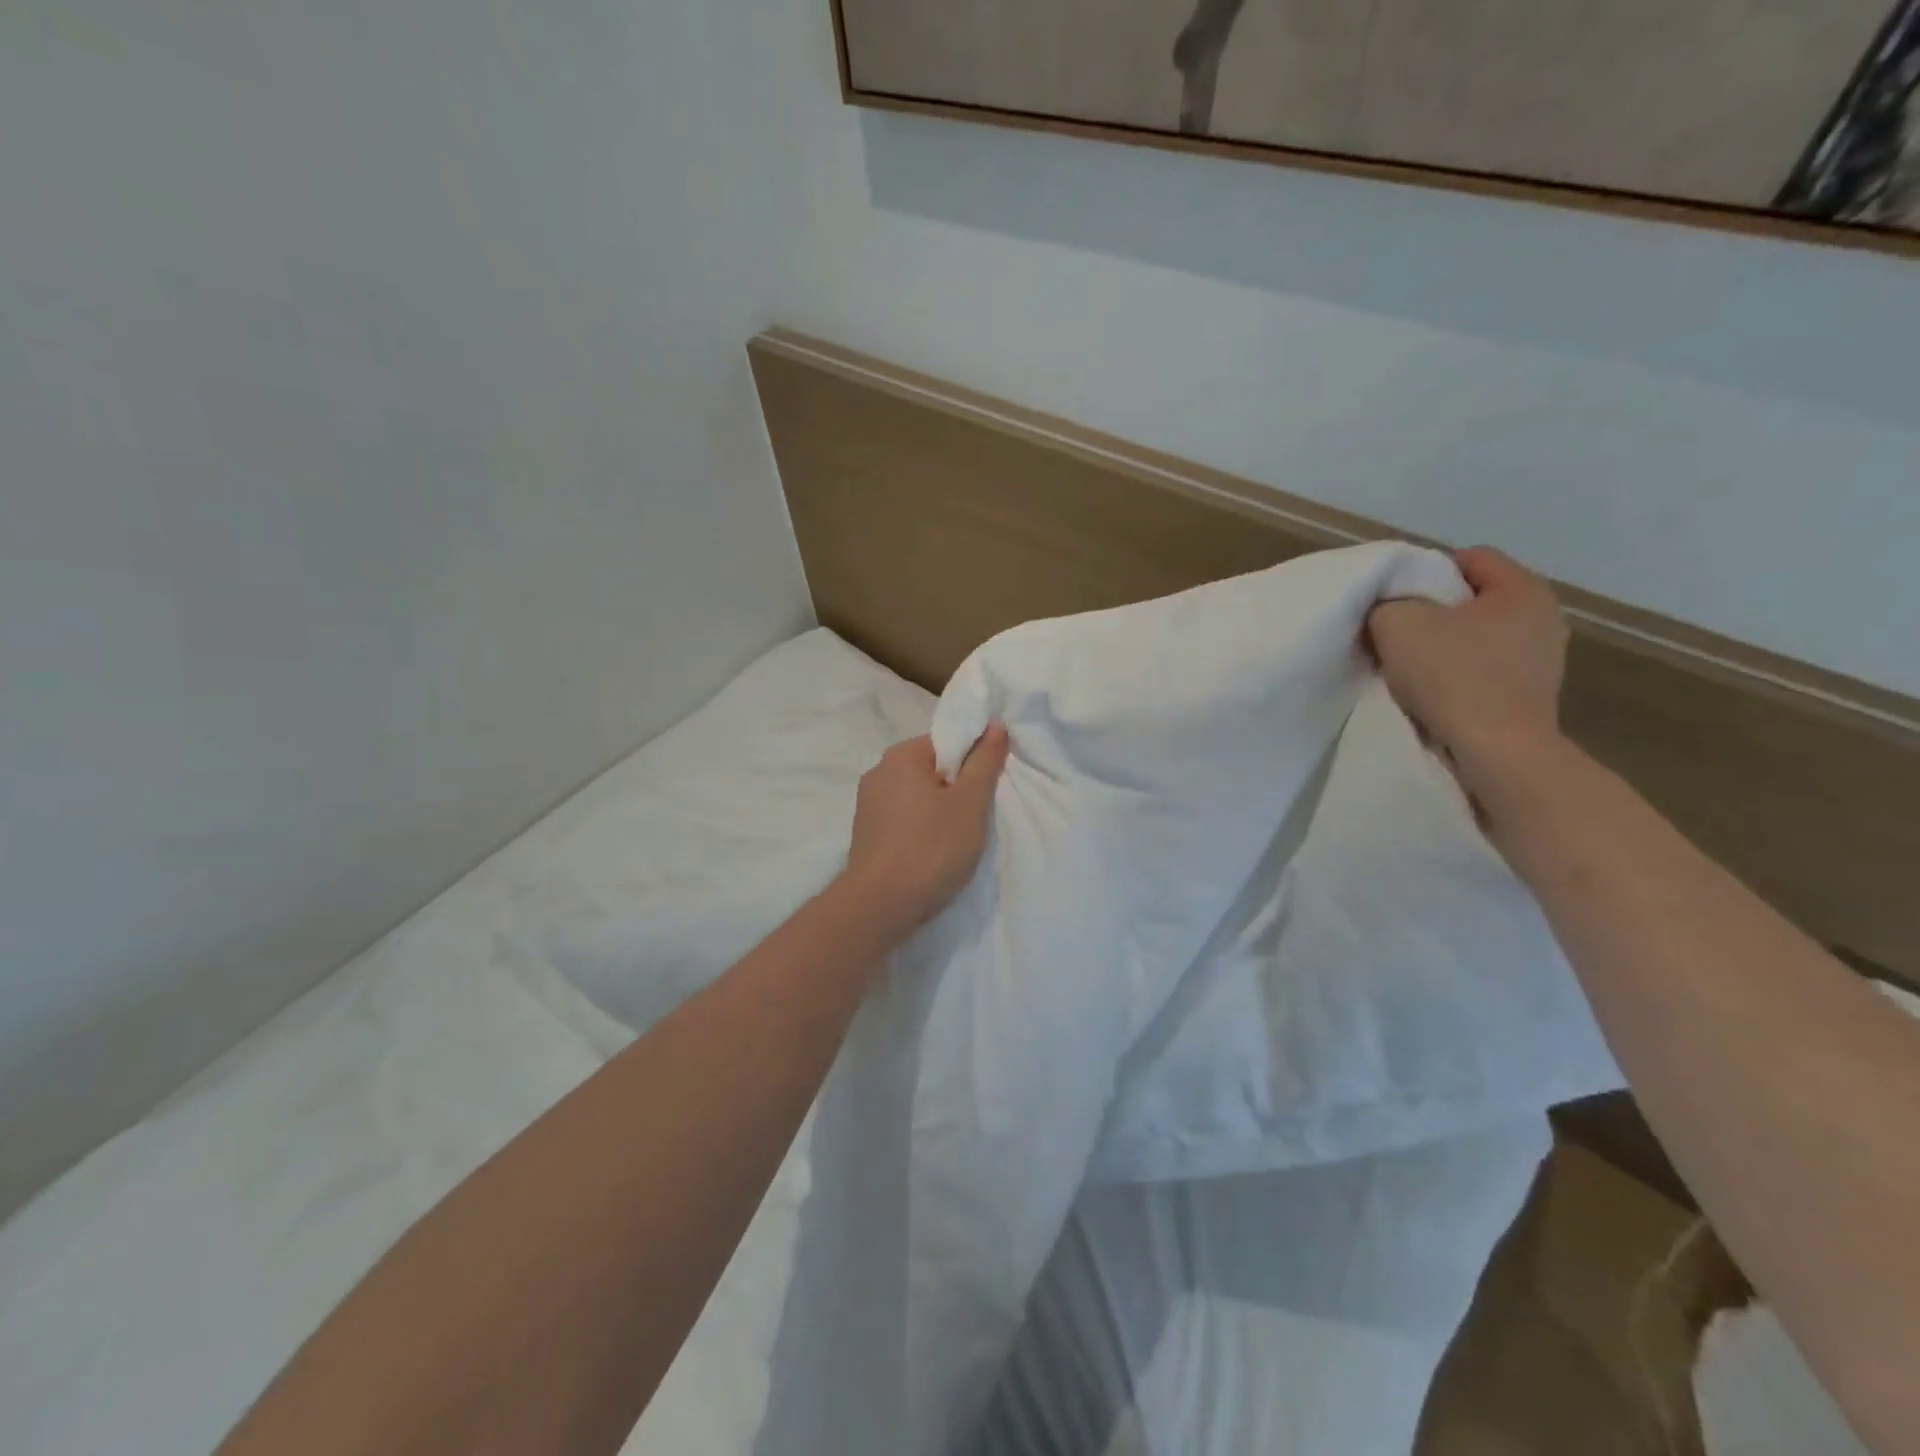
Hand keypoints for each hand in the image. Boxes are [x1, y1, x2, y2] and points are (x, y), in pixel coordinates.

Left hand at [840, 723, 1010, 939]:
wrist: (879, 907)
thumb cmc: (931, 849)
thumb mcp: (969, 803)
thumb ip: (984, 762)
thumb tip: (994, 724)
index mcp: (900, 756)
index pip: (946, 742)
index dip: (972, 761)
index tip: (988, 788)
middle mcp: (878, 773)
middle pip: (931, 769)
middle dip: (957, 789)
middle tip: (977, 817)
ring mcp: (868, 805)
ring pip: (918, 797)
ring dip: (940, 812)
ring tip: (958, 840)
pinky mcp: (866, 834)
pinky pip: (903, 820)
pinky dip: (922, 830)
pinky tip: (934, 853)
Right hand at [1367, 546, 1568, 794]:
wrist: (1496, 751)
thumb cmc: (1452, 675)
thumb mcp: (1397, 623)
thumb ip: (1386, 603)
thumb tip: (1389, 608)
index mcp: (1523, 589)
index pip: (1471, 558)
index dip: (1426, 570)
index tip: (1394, 597)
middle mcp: (1544, 618)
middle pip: (1474, 599)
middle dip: (1434, 611)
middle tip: (1396, 631)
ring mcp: (1544, 660)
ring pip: (1479, 637)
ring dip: (1444, 647)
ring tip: (1409, 666)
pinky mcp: (1531, 696)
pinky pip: (1485, 670)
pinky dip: (1458, 675)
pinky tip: (1432, 693)